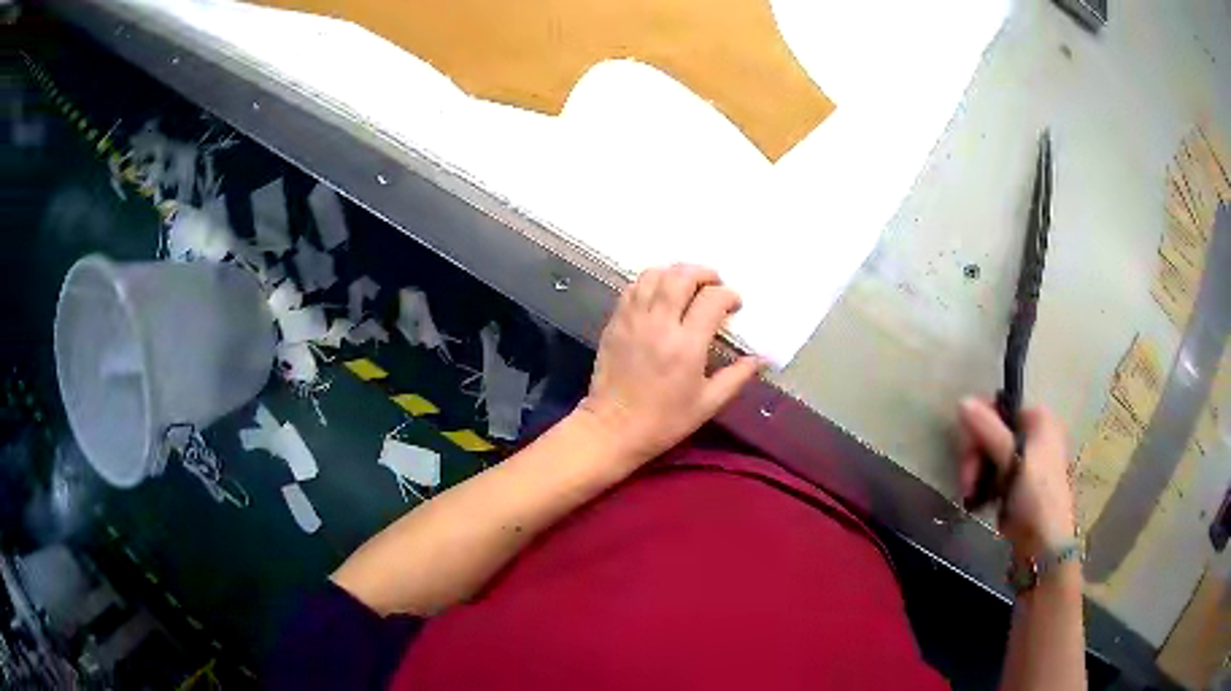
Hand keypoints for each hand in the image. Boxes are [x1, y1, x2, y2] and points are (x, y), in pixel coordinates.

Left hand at [578, 264, 761, 468]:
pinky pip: (633, 288)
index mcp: (686, 346)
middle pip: (681, 276)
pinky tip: (660, 294)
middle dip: (703, 273)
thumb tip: (762, 358)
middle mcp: (659, 324)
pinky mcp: (615, 322)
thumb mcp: (708, 404)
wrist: (613, 429)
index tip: (735, 306)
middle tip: (714, 285)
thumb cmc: (664, 421)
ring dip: (675, 273)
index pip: (712, 299)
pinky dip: (650, 282)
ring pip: (654, 275)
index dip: (729, 295)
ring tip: (687, 285)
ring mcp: (633, 320)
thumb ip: (737, 376)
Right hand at [957, 398, 1075, 559]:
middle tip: (968, 482)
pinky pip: (994, 474)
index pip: (1000, 408)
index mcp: (1039, 420)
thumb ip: (988, 429)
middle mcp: (1035, 434)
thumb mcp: (1011, 459)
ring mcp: (1027, 460)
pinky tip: (978, 502)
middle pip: (993, 433)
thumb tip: (962, 400)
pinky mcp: (1018, 484)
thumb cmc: (1034, 494)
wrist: (1044, 543)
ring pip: (990, 456)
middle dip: (976, 457)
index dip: (980, 427)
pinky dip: (984, 485)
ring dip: (977, 474)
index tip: (968, 452)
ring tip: (971, 497)